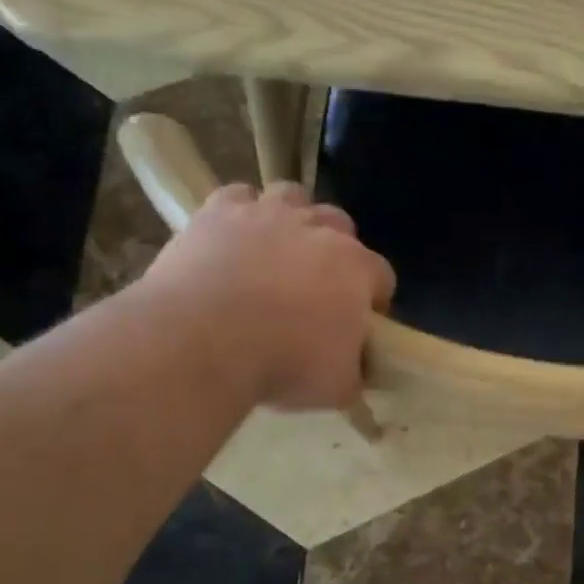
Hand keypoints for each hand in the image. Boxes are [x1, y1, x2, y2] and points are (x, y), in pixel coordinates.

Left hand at [141, 182, 395, 409]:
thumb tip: (356, 370)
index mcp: (356, 268)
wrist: (201, 342)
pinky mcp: (219, 211)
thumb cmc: (283, 363)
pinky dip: (240, 213)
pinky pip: (238, 197)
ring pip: (293, 196)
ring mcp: (268, 214)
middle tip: (317, 286)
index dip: (373, 300)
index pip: (382, 276)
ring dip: (292, 218)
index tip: (360, 324)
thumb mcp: (338, 387)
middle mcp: (319, 229)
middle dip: (336, 250)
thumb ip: (356, 372)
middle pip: (341, 226)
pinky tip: (233, 238)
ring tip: (276, 250)